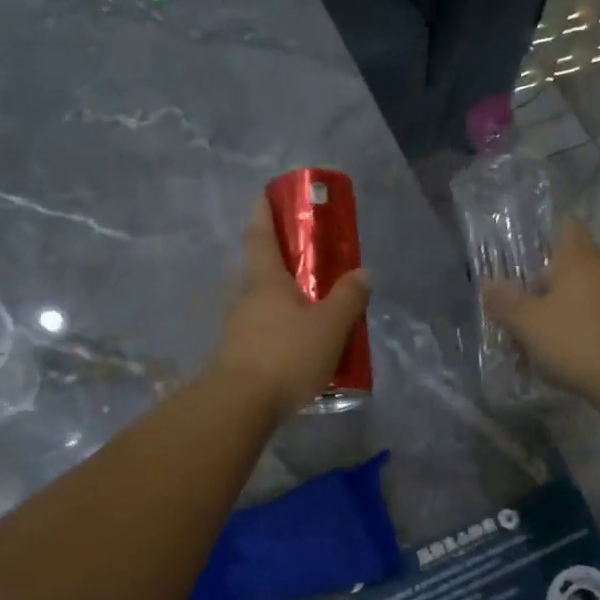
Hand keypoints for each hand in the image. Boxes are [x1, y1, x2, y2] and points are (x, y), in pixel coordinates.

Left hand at [210, 203, 371, 419]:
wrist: (240, 405)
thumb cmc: (286, 355)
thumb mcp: (330, 325)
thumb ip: (349, 297)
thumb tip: (362, 273)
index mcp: (266, 280)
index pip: (261, 235)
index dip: (264, 212)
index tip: (266, 194)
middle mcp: (246, 298)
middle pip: (261, 270)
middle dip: (281, 261)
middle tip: (309, 261)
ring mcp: (238, 328)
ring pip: (263, 303)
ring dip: (283, 300)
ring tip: (313, 310)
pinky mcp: (237, 356)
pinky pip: (264, 331)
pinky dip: (281, 329)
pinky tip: (300, 346)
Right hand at [482, 219, 599, 405]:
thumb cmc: (576, 341)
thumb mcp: (528, 324)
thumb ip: (504, 302)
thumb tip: (488, 284)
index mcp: (578, 258)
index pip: (565, 226)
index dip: (544, 234)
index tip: (521, 255)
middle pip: (566, 267)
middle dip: (539, 286)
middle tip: (513, 307)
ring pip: (576, 297)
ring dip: (552, 314)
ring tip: (527, 342)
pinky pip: (590, 319)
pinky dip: (571, 332)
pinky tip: (553, 358)